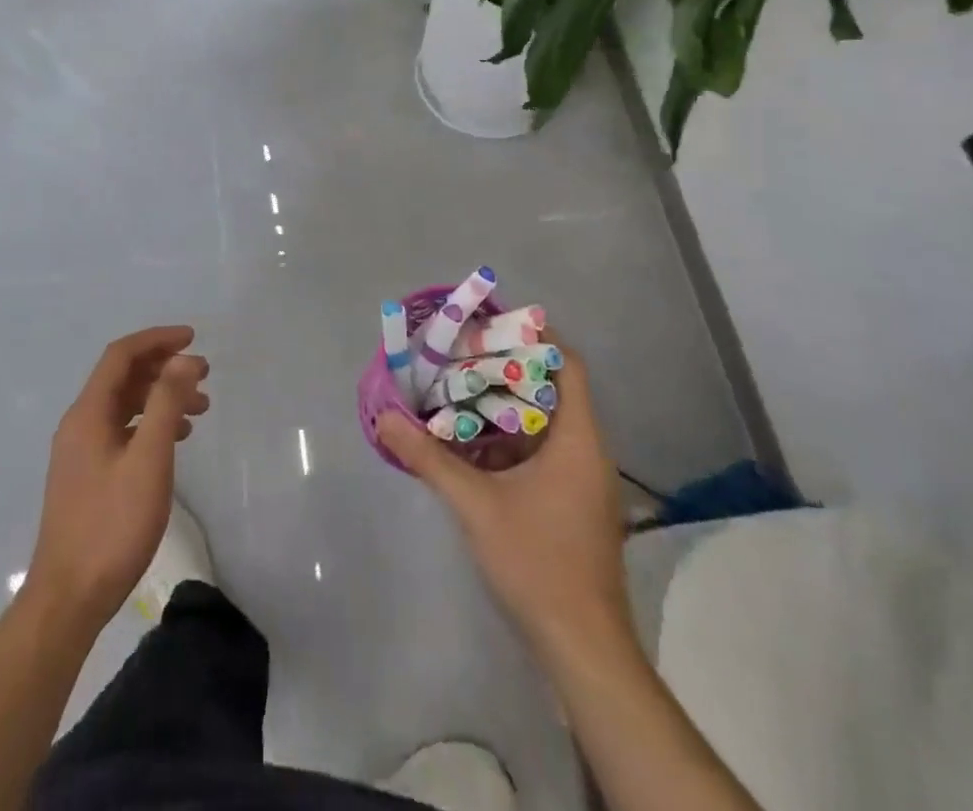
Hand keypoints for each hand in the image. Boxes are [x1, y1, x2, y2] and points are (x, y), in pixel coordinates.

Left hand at [27, 326, 208, 629]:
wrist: (69, 597)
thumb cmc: (112, 525)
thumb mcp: (148, 460)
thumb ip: (166, 404)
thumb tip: (182, 358)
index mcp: (87, 413)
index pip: (121, 355)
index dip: (157, 340)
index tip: (193, 338)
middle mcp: (79, 424)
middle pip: (122, 377)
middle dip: (164, 368)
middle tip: (204, 374)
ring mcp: (80, 451)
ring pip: (124, 406)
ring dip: (161, 397)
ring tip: (200, 407)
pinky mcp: (87, 475)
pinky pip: (121, 430)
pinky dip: (150, 424)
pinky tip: (175, 439)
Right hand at [377, 334, 635, 665]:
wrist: (583, 648)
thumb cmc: (537, 563)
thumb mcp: (475, 505)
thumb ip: (429, 458)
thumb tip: (384, 419)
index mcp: (578, 439)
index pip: (567, 364)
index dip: (534, 337)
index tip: (492, 323)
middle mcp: (588, 451)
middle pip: (554, 388)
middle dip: (508, 367)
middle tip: (463, 353)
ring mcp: (583, 481)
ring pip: (547, 422)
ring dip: (506, 404)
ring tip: (460, 388)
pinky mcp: (574, 505)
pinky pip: (544, 451)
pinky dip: (511, 438)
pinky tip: (473, 442)